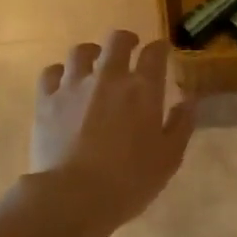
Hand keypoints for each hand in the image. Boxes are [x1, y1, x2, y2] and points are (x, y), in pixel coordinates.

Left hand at [30, 30, 196, 236]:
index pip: (155, 53)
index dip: (160, 49)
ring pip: (81, 51)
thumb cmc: (129, 181)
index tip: (162, 52)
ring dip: (92, 53)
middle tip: (130, 48)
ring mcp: (74, 85)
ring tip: (94, 63)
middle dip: (127, 40)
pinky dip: (60, 73)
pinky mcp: (46, 100)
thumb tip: (189, 100)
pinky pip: (51, 73)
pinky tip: (63, 83)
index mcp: (143, 89)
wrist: (73, 197)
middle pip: (117, 40)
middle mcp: (109, 77)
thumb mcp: (169, 158)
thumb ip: (181, 124)